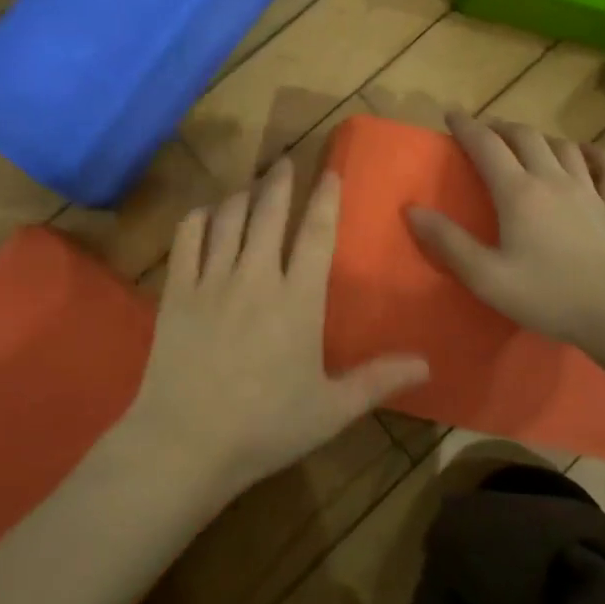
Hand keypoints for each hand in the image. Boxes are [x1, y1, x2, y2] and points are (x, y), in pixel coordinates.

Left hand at [125, 158, 429, 499]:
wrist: (187, 442)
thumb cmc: (266, 427)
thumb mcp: (331, 409)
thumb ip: (378, 380)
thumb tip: (427, 363)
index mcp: (298, 300)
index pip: (316, 234)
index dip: (325, 199)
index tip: (329, 171)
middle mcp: (256, 277)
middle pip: (269, 213)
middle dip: (279, 182)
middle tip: (285, 161)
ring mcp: (212, 280)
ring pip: (228, 218)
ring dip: (242, 195)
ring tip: (250, 186)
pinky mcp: (177, 290)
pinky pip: (187, 237)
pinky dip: (199, 218)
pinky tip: (206, 215)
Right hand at [406, 113, 604, 357]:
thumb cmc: (550, 297)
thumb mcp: (487, 277)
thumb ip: (449, 242)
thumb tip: (412, 210)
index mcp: (518, 193)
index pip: (486, 146)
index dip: (466, 126)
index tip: (450, 113)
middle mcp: (553, 180)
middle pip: (525, 137)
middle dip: (500, 127)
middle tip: (485, 130)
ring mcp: (591, 191)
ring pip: (563, 146)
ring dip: (540, 137)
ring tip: (526, 143)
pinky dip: (594, 153)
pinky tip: (586, 154)